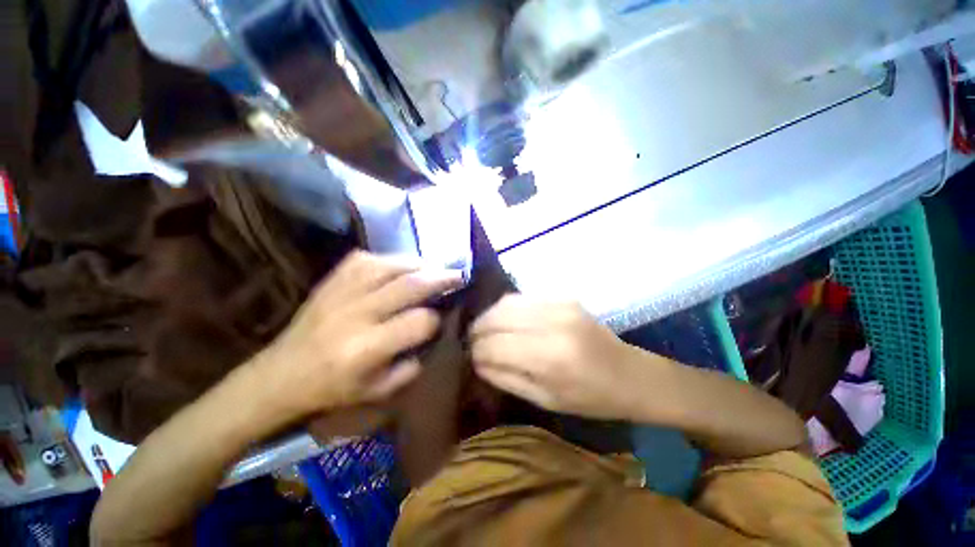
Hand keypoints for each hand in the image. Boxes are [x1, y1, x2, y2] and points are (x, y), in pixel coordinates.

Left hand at [255, 251, 462, 418]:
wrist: (280, 375)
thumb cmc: (332, 389)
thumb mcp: (379, 391)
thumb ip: (413, 364)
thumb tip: (432, 333)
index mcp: (368, 348)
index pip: (419, 322)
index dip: (436, 319)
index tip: (440, 319)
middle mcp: (356, 314)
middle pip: (409, 286)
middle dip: (440, 278)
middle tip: (458, 274)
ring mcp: (341, 293)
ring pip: (389, 266)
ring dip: (418, 264)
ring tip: (432, 268)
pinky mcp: (330, 281)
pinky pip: (365, 259)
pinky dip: (388, 259)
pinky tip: (398, 266)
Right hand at [470, 295, 654, 420]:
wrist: (630, 374)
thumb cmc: (590, 398)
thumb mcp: (543, 399)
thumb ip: (504, 377)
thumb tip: (476, 360)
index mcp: (548, 357)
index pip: (493, 345)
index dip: (475, 351)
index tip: (470, 358)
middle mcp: (551, 323)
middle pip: (495, 317)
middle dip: (477, 330)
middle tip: (472, 342)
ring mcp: (558, 304)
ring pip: (505, 302)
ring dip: (489, 316)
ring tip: (485, 330)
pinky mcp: (563, 296)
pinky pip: (522, 297)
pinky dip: (506, 309)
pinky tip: (506, 321)